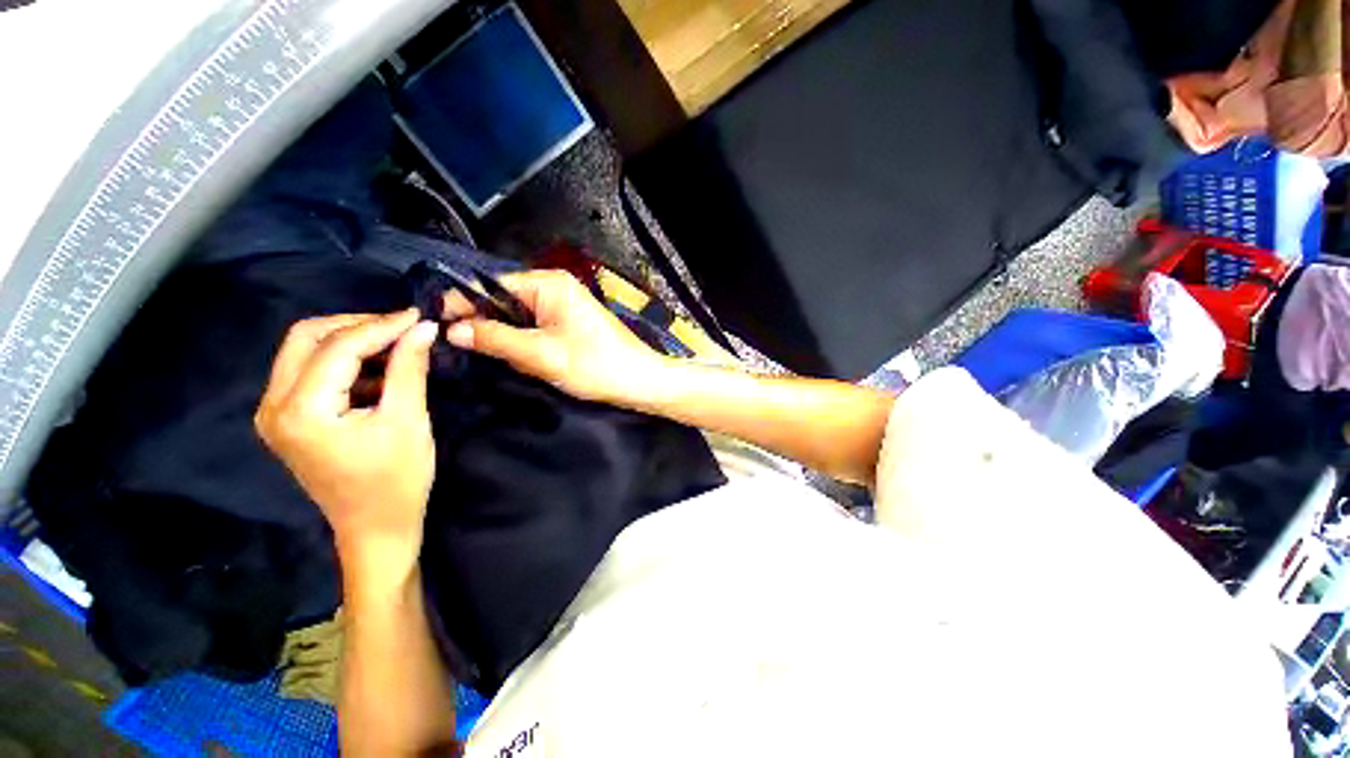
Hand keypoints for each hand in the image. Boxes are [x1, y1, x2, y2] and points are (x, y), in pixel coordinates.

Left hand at [255, 309, 438, 593]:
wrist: (375, 528)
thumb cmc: (396, 480)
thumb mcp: (408, 421)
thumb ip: (409, 369)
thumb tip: (423, 328)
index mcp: (300, 411)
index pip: (337, 347)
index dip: (381, 325)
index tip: (419, 315)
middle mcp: (273, 406)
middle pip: (307, 338)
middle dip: (358, 326)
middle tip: (403, 328)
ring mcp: (274, 413)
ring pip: (305, 352)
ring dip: (351, 342)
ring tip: (396, 346)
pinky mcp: (288, 419)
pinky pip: (311, 372)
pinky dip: (345, 362)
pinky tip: (378, 370)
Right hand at [444, 270, 668, 405]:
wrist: (639, 381)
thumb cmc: (595, 365)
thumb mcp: (541, 354)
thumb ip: (495, 339)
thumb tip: (451, 329)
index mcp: (548, 284)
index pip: (491, 285)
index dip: (462, 304)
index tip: (433, 325)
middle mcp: (554, 288)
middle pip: (504, 301)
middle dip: (485, 324)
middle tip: (457, 347)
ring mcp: (563, 306)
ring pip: (518, 318)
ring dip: (505, 337)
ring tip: (486, 356)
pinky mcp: (569, 324)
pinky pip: (534, 328)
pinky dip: (523, 343)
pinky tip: (517, 359)